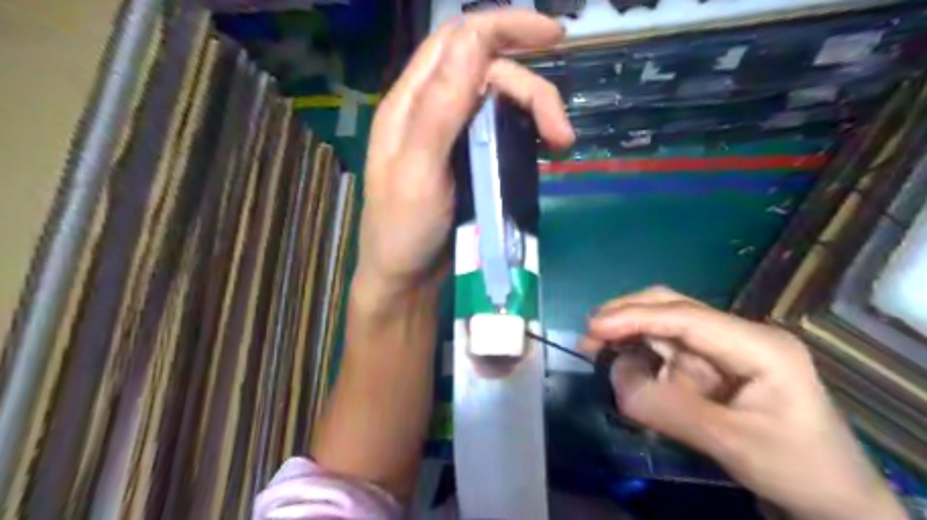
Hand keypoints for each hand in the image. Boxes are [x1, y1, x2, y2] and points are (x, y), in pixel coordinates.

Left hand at [356, 8, 571, 299]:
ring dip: (534, 112)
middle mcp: (431, 110)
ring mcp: (451, 136)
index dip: (504, 27)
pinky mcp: (467, 160)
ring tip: (559, 145)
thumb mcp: (418, 169)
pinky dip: (525, 133)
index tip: (554, 37)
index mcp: (410, 103)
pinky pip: (501, 131)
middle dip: (532, 92)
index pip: (458, 41)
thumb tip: (474, 37)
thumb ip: (441, 105)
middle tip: (561, 133)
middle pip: (488, 73)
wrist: (405, 278)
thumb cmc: (404, 230)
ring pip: (499, 102)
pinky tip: (540, 150)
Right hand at [581, 285, 903, 519]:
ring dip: (630, 336)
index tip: (594, 327)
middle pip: (672, 307)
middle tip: (590, 335)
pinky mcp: (711, 365)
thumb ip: (671, 410)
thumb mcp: (735, 443)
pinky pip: (666, 352)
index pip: (685, 316)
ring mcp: (724, 348)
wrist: (832, 497)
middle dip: (628, 315)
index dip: (635, 316)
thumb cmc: (797, 467)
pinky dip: (641, 357)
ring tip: (598, 353)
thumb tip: (616, 381)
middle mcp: (738, 335)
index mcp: (758, 344)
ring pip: (664, 327)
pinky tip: (626, 368)